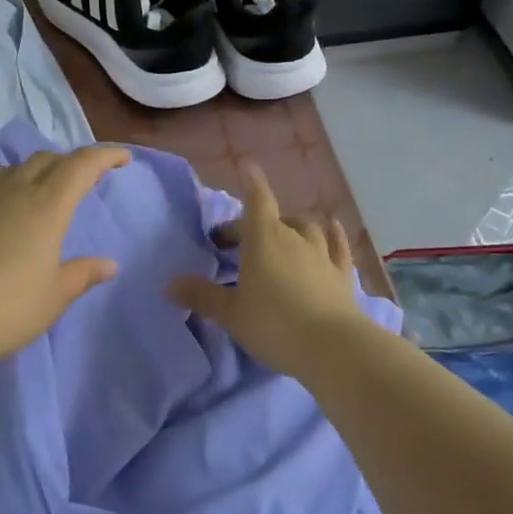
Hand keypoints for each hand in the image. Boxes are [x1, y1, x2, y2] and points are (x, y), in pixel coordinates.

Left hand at [0, 145, 130, 371]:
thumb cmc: (8, 307)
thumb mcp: (55, 295)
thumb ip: (83, 274)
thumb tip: (109, 264)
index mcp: (47, 206)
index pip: (81, 165)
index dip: (105, 156)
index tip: (124, 159)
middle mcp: (16, 192)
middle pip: (48, 159)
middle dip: (73, 161)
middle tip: (88, 179)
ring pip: (18, 168)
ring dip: (41, 170)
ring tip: (51, 191)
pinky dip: (16, 185)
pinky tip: (14, 210)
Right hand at [167, 163, 370, 379]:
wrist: (332, 348)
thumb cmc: (273, 324)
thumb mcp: (230, 313)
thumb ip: (201, 296)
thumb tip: (169, 284)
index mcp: (264, 238)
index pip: (256, 199)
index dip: (251, 182)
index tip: (247, 165)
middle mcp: (294, 237)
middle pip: (274, 218)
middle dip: (255, 223)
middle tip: (238, 242)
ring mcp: (322, 254)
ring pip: (307, 228)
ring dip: (292, 227)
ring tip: (282, 235)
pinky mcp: (343, 274)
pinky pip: (338, 246)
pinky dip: (333, 235)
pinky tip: (333, 227)